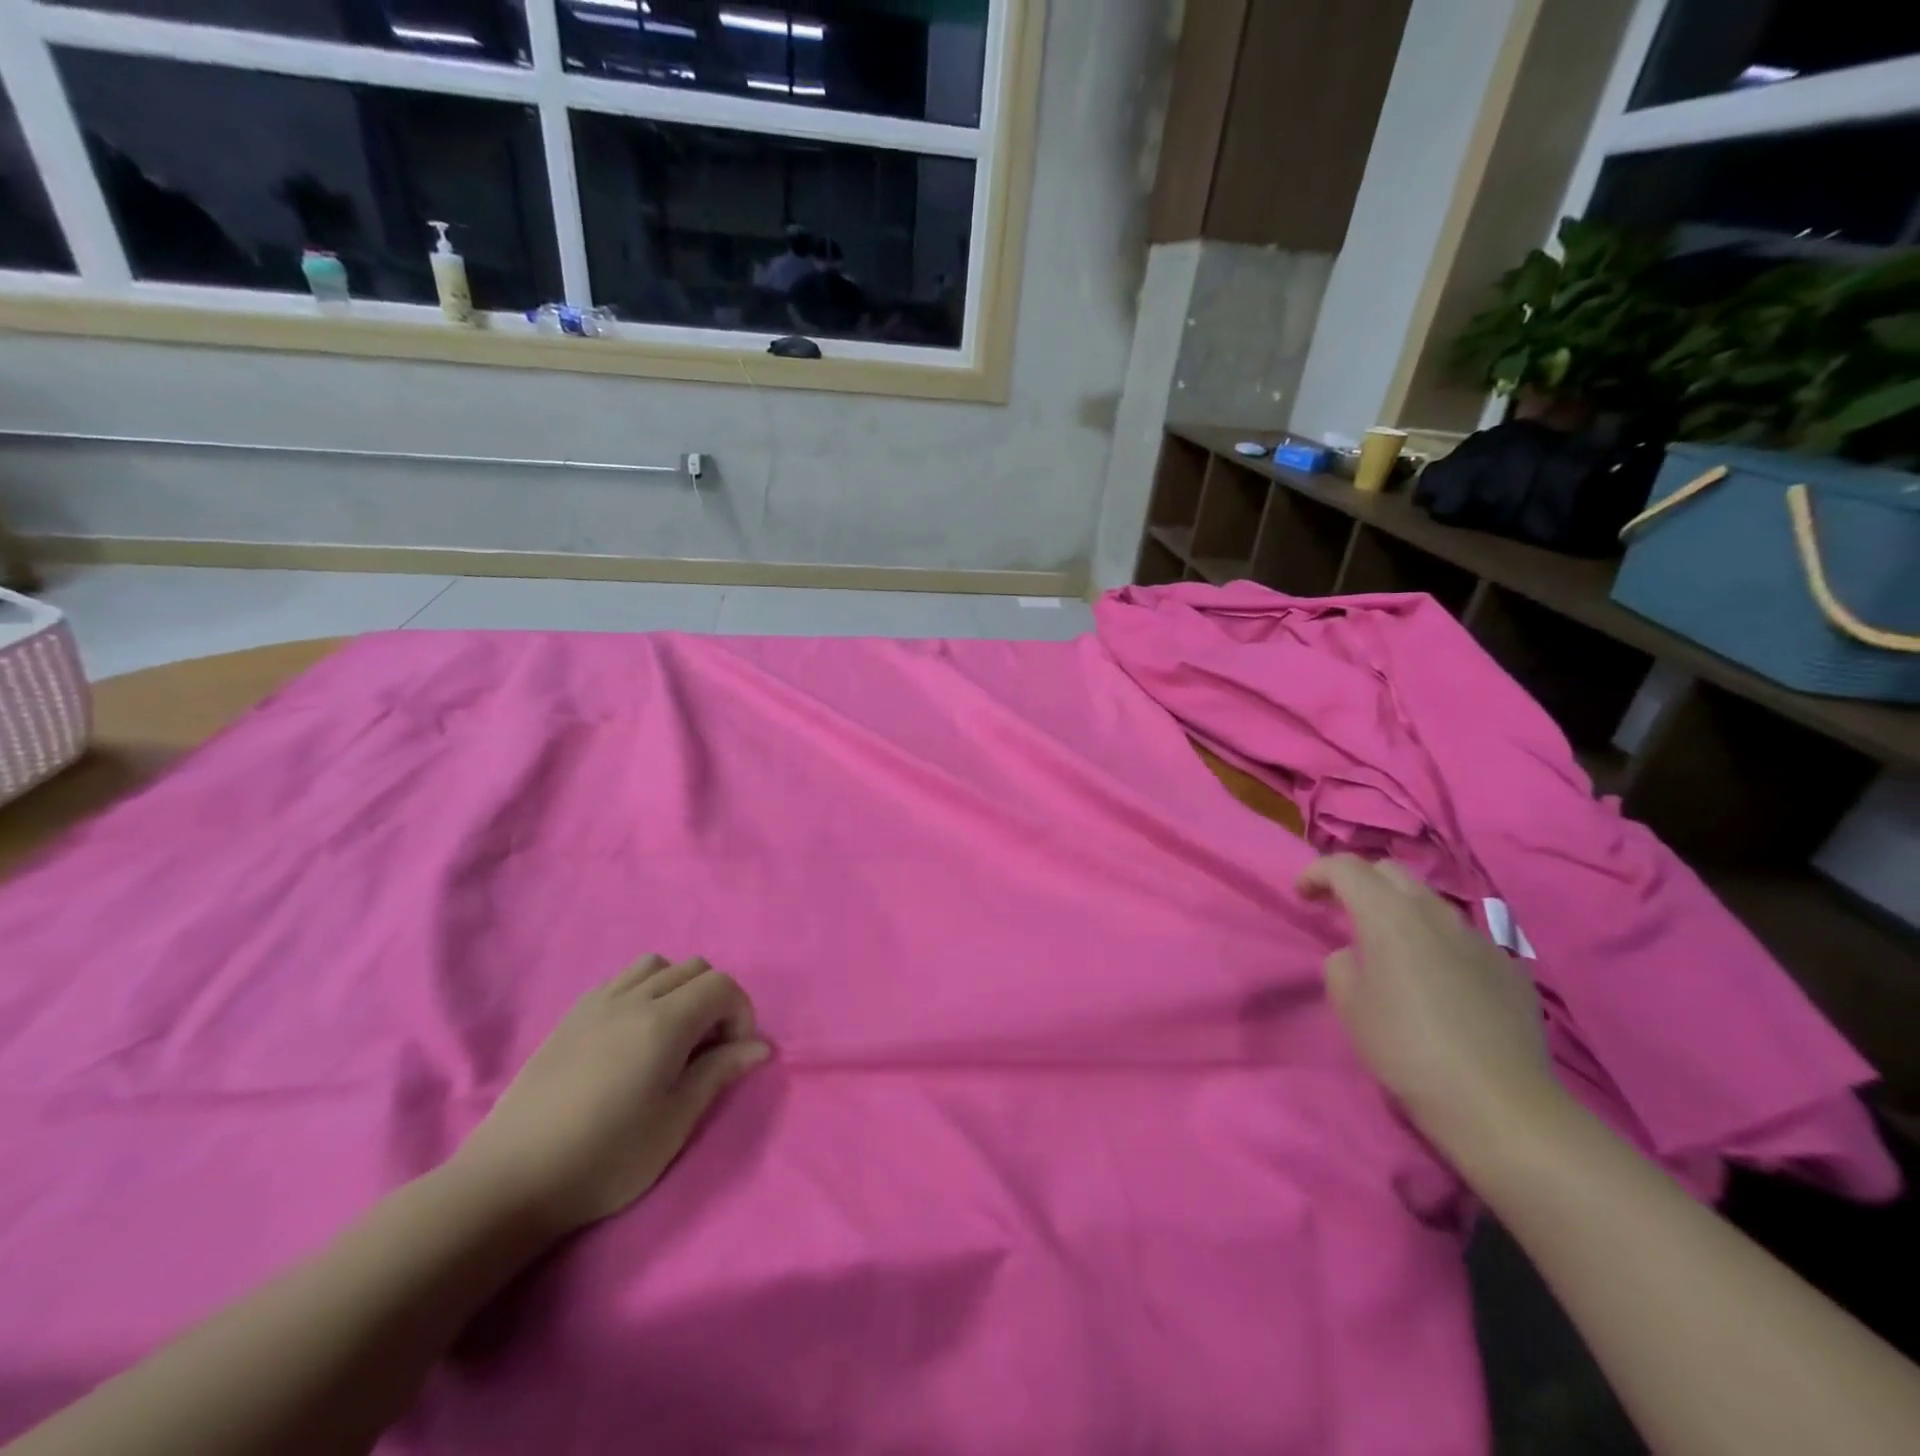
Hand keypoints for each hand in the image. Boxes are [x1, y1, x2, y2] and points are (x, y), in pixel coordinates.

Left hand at [450, 957, 770, 1237]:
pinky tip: (632, 1036)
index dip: (741, 1013)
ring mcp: (598, 1002)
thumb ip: (719, 1074)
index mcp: (664, 1022)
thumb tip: (760, 1046)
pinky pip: (621, 979)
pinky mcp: (571, 1016)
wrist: (510, 1181)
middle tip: (707, 1050)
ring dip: (678, 989)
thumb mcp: (674, 1124)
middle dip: (715, 999)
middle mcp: (634, 998)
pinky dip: (643, 991)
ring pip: (657, 965)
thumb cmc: (604, 1158)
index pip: (722, 985)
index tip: (733, 1055)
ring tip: (672, 1036)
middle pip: (694, 968)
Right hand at [1298, 856, 1564, 1162]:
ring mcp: (1478, 937)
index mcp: (1388, 914)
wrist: (1497, 1102)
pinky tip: (1438, 981)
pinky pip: (1462, 938)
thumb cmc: (1405, 1047)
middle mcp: (1434, 912)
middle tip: (1342, 911)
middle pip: (1390, 872)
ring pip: (1430, 903)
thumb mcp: (1348, 1006)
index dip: (1317, 872)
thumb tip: (1355, 956)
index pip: (1346, 867)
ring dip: (1402, 912)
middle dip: (1361, 882)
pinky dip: (1438, 943)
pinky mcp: (1508, 966)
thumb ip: (1341, 965)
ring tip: (1391, 948)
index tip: (1302, 895)